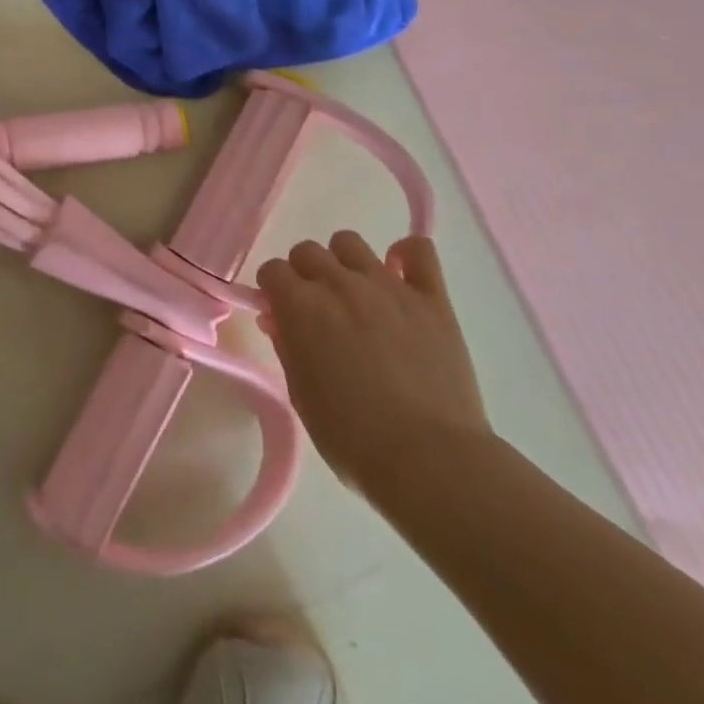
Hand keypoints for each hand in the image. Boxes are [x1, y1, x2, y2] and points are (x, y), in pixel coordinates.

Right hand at [257, 232, 493, 501]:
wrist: (429, 460)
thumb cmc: (352, 439)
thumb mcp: (301, 396)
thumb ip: (287, 348)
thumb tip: (279, 319)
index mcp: (301, 307)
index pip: (273, 270)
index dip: (273, 291)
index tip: (281, 314)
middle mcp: (340, 284)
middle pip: (308, 251)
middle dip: (304, 275)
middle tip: (316, 309)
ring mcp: (388, 286)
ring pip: (350, 243)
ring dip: (344, 262)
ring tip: (355, 295)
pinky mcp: (431, 298)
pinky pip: (419, 250)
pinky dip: (406, 255)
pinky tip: (401, 276)